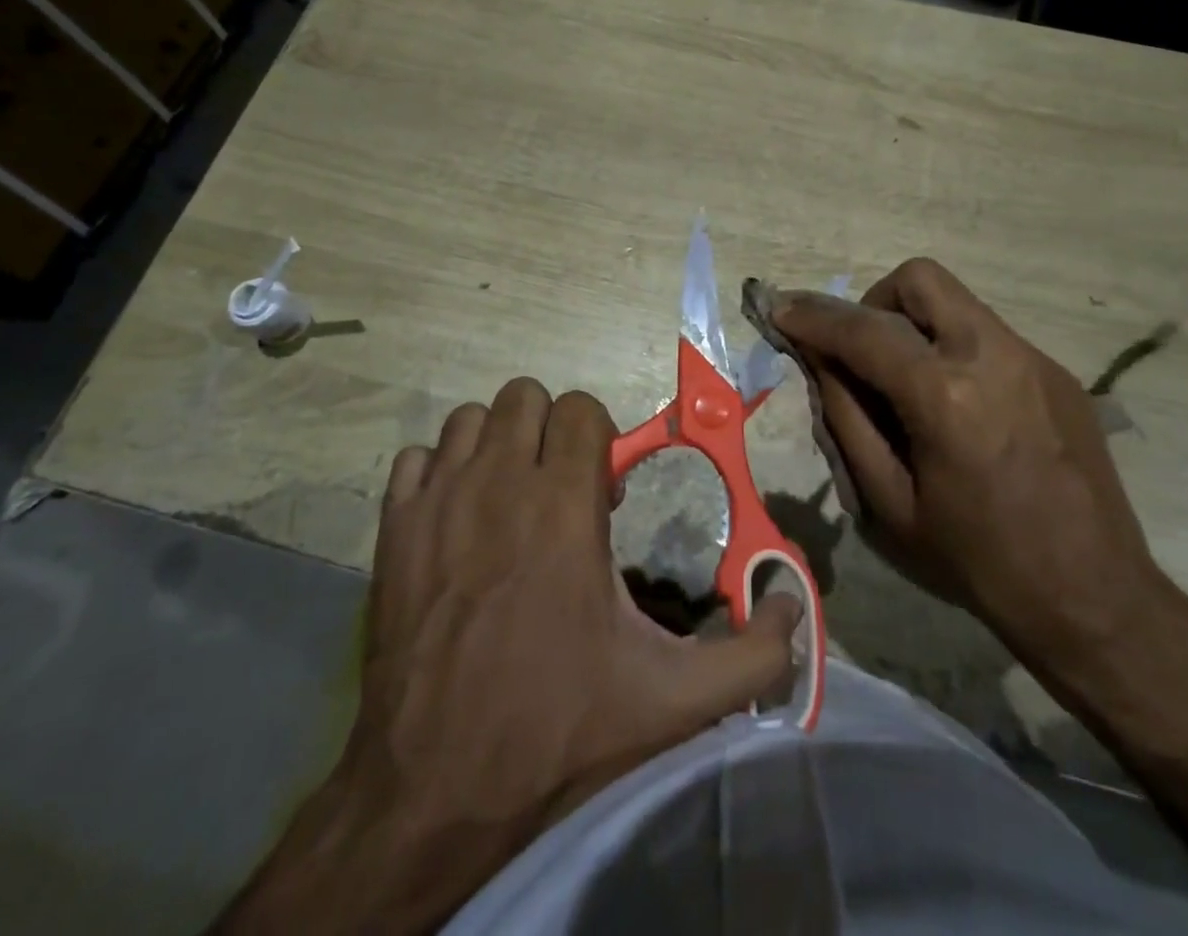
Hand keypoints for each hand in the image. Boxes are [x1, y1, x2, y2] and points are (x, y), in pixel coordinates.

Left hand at [212, 379, 801, 935]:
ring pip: (471, 418)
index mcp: (564, 506)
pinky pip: (417, 459)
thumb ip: (751, 655)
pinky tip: (455, 518)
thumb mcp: (673, 700)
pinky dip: (440, 473)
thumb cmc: (557, 729)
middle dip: (551, 431)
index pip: (582, 409)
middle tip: (558, 490)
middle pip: (525, 397)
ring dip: (497, 445)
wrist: (433, 791)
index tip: (602, 495)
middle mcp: (499, 484)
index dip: (600, 440)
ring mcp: (437, 502)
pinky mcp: (391, 530)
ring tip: (509, 499)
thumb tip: (795, 609)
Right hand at [772, 259, 1172, 701]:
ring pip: (957, 303)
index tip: (781, 311)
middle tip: (861, 349)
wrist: (1094, 597)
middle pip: (920, 279)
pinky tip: (960, 409)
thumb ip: (847, 420)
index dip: (813, 318)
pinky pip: (988, 336)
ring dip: (916, 324)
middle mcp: (993, 356)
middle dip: (874, 300)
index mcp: (945, 396)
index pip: (863, 331)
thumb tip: (820, 363)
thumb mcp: (889, 503)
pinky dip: (954, 350)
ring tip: (908, 384)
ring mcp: (1033, 359)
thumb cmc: (978, 562)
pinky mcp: (1058, 373)